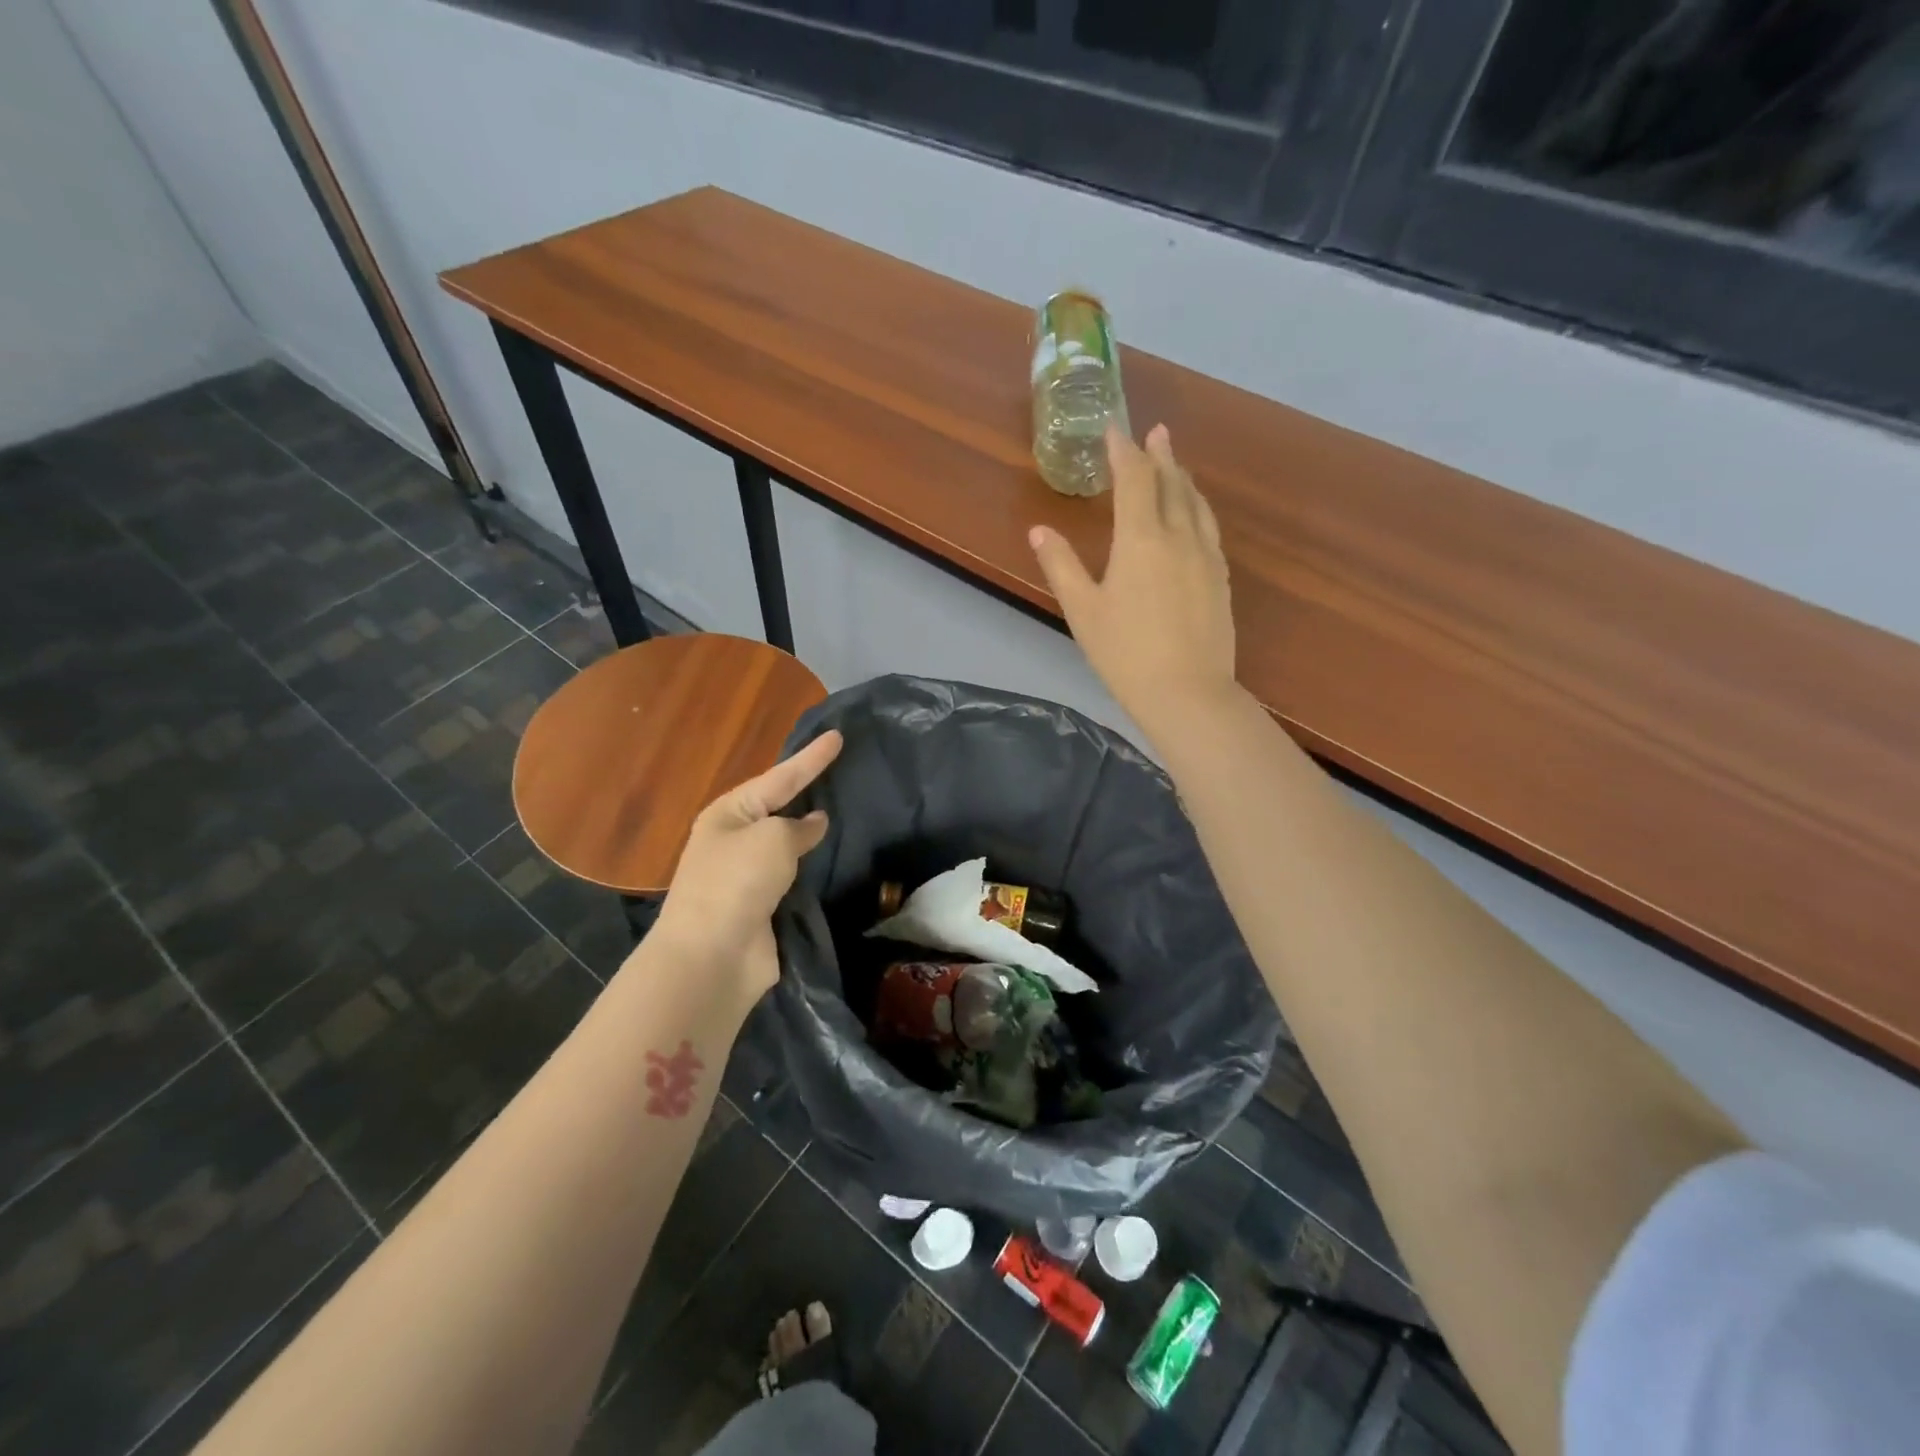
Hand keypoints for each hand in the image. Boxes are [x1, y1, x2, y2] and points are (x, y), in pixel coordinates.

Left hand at [649, 730, 842, 1002]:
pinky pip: (794, 876)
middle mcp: (735, 840)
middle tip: (842, 771)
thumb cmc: (737, 882)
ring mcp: (747, 876)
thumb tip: (815, 824)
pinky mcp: (762, 907)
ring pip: (788, 844)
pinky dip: (812, 867)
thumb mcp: (772, 839)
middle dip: (808, 791)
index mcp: (729, 814)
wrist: (712, 956)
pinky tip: (835, 859)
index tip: (838, 736)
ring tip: (845, 811)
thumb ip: (799, 827)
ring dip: (811, 832)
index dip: (811, 758)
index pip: (780, 777)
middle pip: (780, 808)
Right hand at [1029, 424, 1235, 739]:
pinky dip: (1198, 507)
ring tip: (1176, 464)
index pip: (1134, 479)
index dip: (1123, 451)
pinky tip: (1195, 515)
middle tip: (1155, 432)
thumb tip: (1039, 530)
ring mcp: (1206, 556)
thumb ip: (1061, 565)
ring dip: (1183, 478)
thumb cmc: (1125, 653)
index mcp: (1141, 538)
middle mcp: (1179, 536)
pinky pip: (1209, 527)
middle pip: (1171, 483)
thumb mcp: (1083, 610)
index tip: (1115, 430)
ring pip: (1196, 503)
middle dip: (1160, 455)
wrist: (1187, 692)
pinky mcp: (1221, 578)